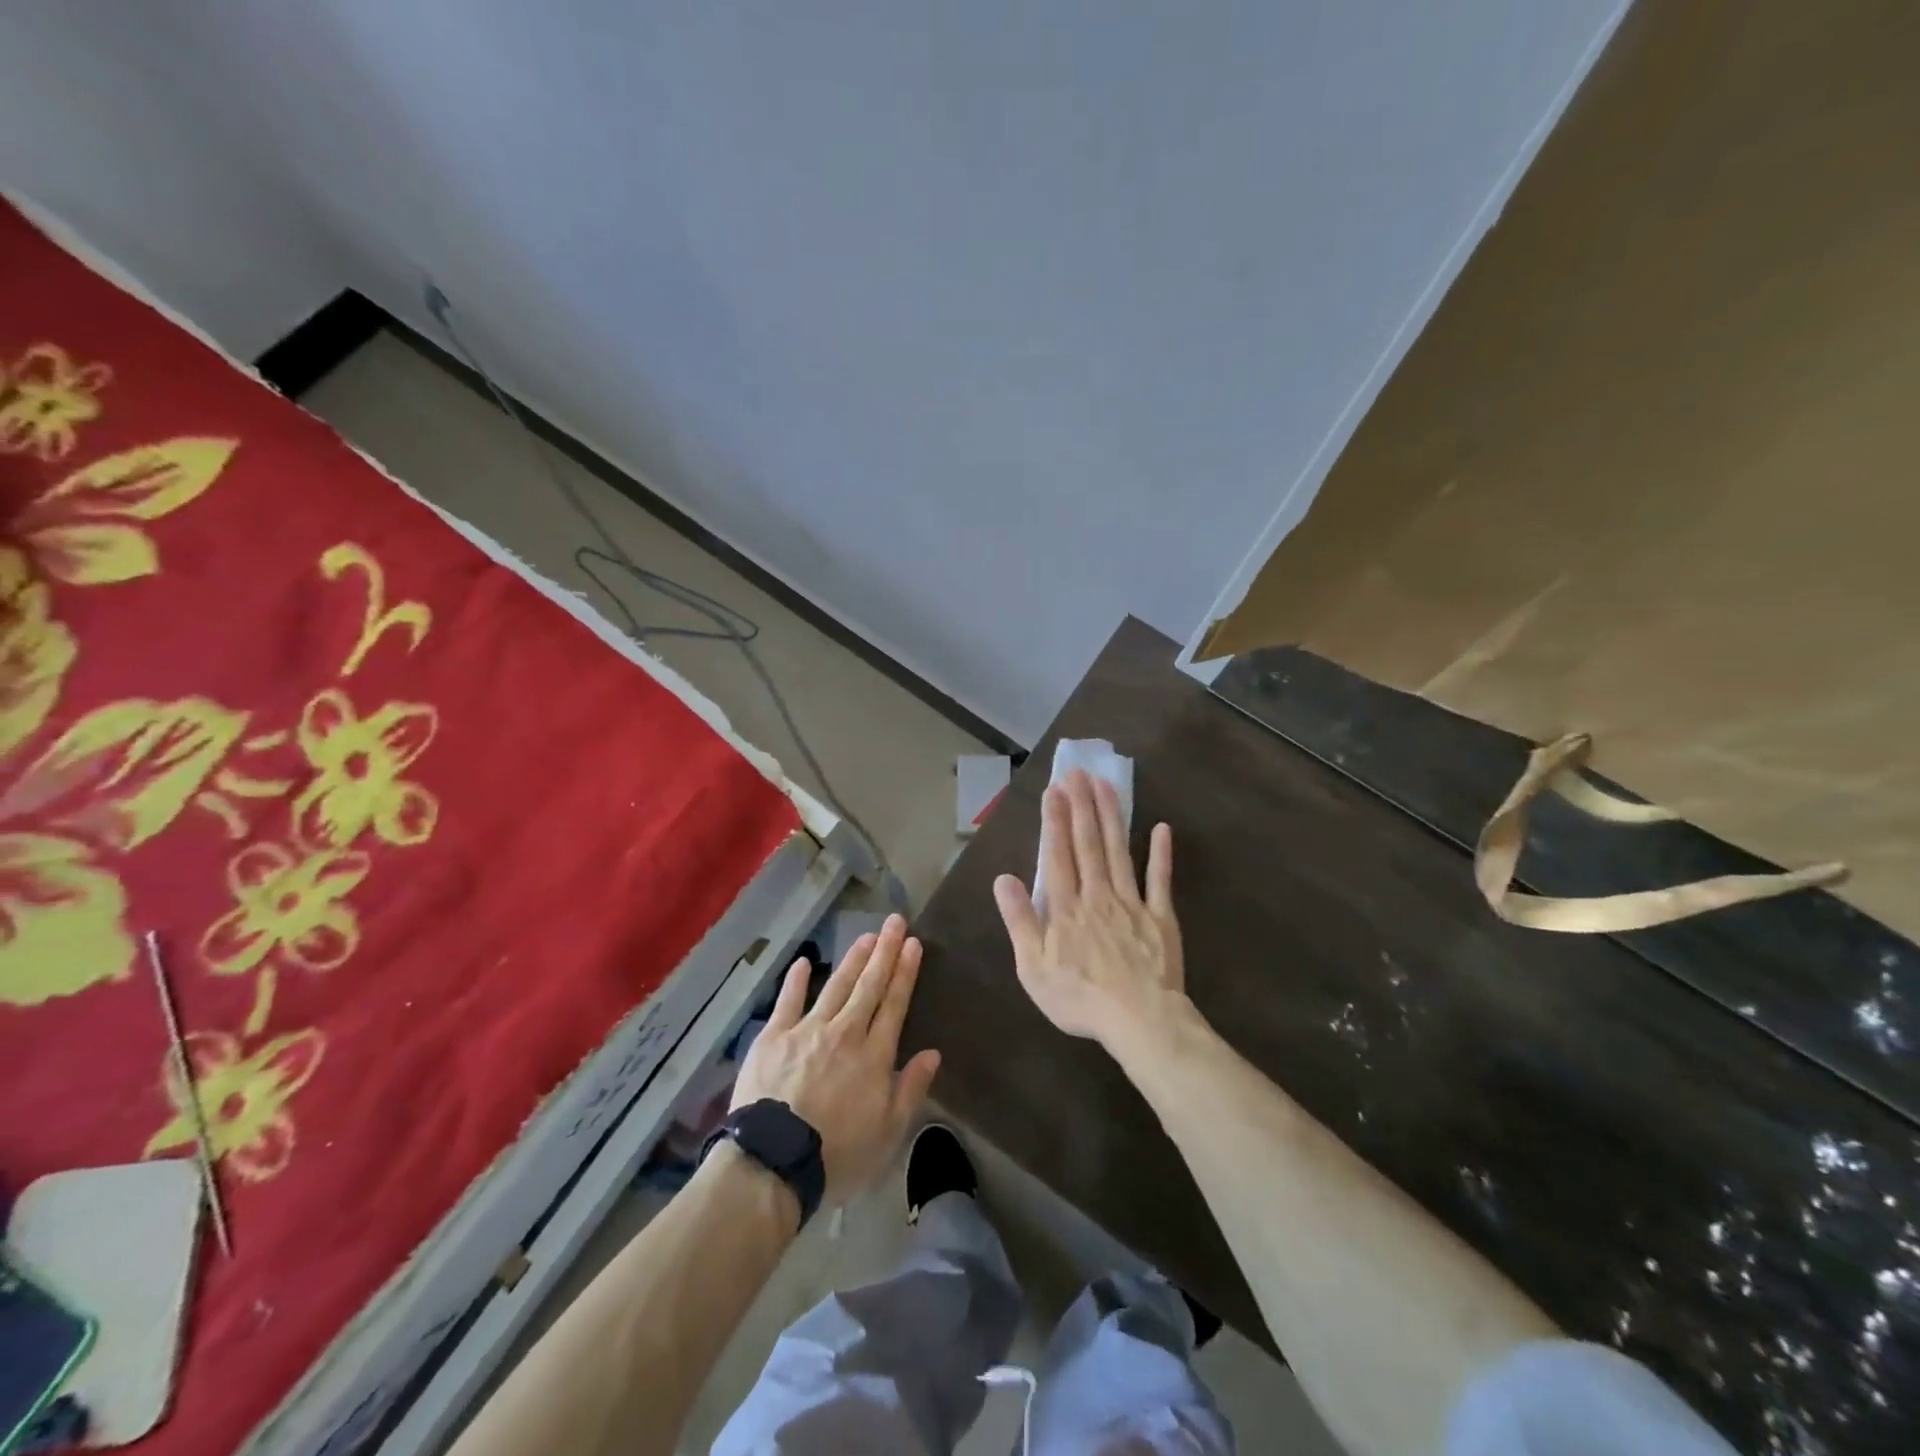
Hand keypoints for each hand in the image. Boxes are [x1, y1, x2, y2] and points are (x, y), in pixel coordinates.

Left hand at [731, 914, 941, 1204]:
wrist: (774, 1161)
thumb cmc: (837, 1153)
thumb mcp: (888, 1132)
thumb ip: (911, 1088)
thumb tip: (933, 1053)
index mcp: (874, 1055)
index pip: (895, 1004)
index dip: (905, 972)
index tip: (914, 944)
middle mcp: (845, 1032)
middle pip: (869, 985)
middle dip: (884, 951)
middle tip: (895, 922)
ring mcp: (807, 1030)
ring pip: (836, 986)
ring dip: (853, 959)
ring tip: (866, 935)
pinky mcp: (774, 1037)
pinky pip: (788, 1001)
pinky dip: (796, 980)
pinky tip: (804, 962)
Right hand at [993, 769, 1184, 1047]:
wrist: (1139, 1020)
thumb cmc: (1079, 998)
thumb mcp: (1033, 967)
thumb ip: (1019, 920)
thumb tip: (1003, 878)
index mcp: (1066, 908)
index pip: (1057, 855)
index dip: (1054, 821)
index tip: (1054, 791)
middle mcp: (1098, 895)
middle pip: (1088, 844)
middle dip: (1081, 806)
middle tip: (1078, 773)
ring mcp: (1132, 903)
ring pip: (1119, 852)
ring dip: (1112, 817)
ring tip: (1106, 785)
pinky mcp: (1161, 917)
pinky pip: (1160, 881)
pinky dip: (1161, 854)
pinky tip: (1161, 828)